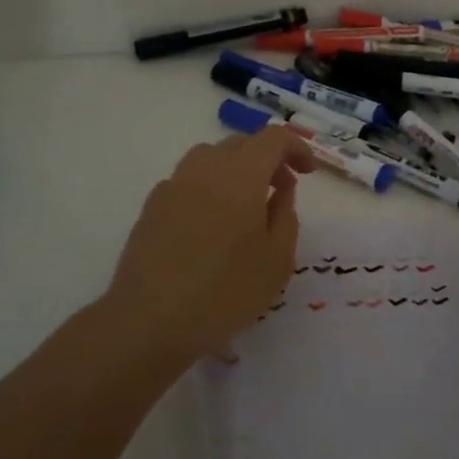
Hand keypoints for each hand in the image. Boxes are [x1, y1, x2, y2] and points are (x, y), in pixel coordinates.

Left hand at [102, 129, 314, 366]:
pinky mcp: (151, 207)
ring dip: (235, 171)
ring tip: (246, 206)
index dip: (296, 148)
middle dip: (267, 159)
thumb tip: (281, 190)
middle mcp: (204, 168)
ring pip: (210, 159)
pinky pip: (188, 182)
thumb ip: (285, 215)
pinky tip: (211, 226)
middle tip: (281, 189)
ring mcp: (172, 185)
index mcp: (240, 174)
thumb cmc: (225, 290)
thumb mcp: (277, 259)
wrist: (150, 320)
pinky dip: (208, 189)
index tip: (307, 173)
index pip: (273, 138)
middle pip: (241, 144)